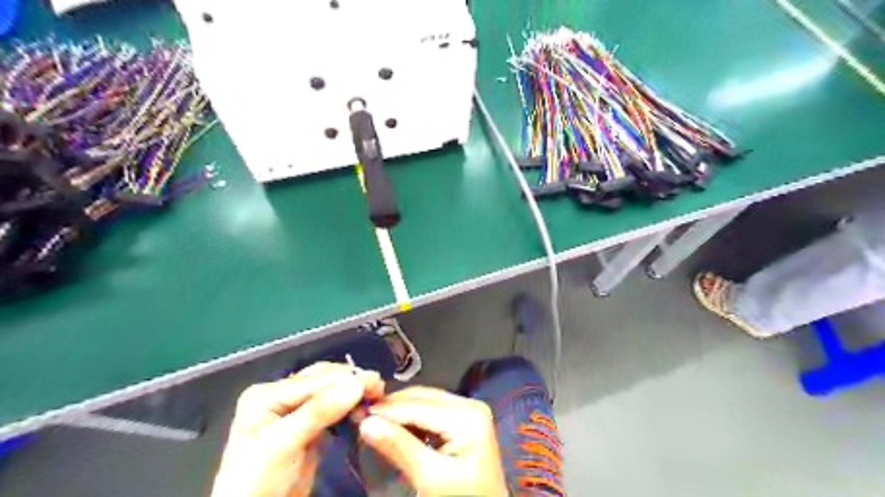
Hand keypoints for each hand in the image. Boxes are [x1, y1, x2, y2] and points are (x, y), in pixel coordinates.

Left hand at [213, 361, 384, 496]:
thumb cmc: (258, 480)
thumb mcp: (283, 443)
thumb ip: (319, 411)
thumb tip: (358, 383)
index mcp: (267, 394)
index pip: (313, 380)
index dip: (345, 379)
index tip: (376, 381)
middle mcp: (281, 396)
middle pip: (323, 381)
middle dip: (351, 382)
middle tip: (379, 388)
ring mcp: (296, 413)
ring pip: (331, 393)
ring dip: (353, 393)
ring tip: (376, 396)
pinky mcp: (310, 429)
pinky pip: (335, 410)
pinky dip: (350, 407)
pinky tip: (363, 408)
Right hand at [357, 389, 503, 496]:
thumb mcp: (430, 478)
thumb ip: (399, 447)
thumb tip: (366, 422)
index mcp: (467, 416)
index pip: (418, 406)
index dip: (385, 409)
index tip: (355, 413)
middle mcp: (470, 405)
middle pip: (422, 398)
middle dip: (391, 407)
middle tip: (360, 415)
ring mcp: (469, 411)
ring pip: (425, 402)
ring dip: (399, 412)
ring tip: (372, 421)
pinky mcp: (464, 420)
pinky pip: (432, 412)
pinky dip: (411, 419)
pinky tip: (394, 428)